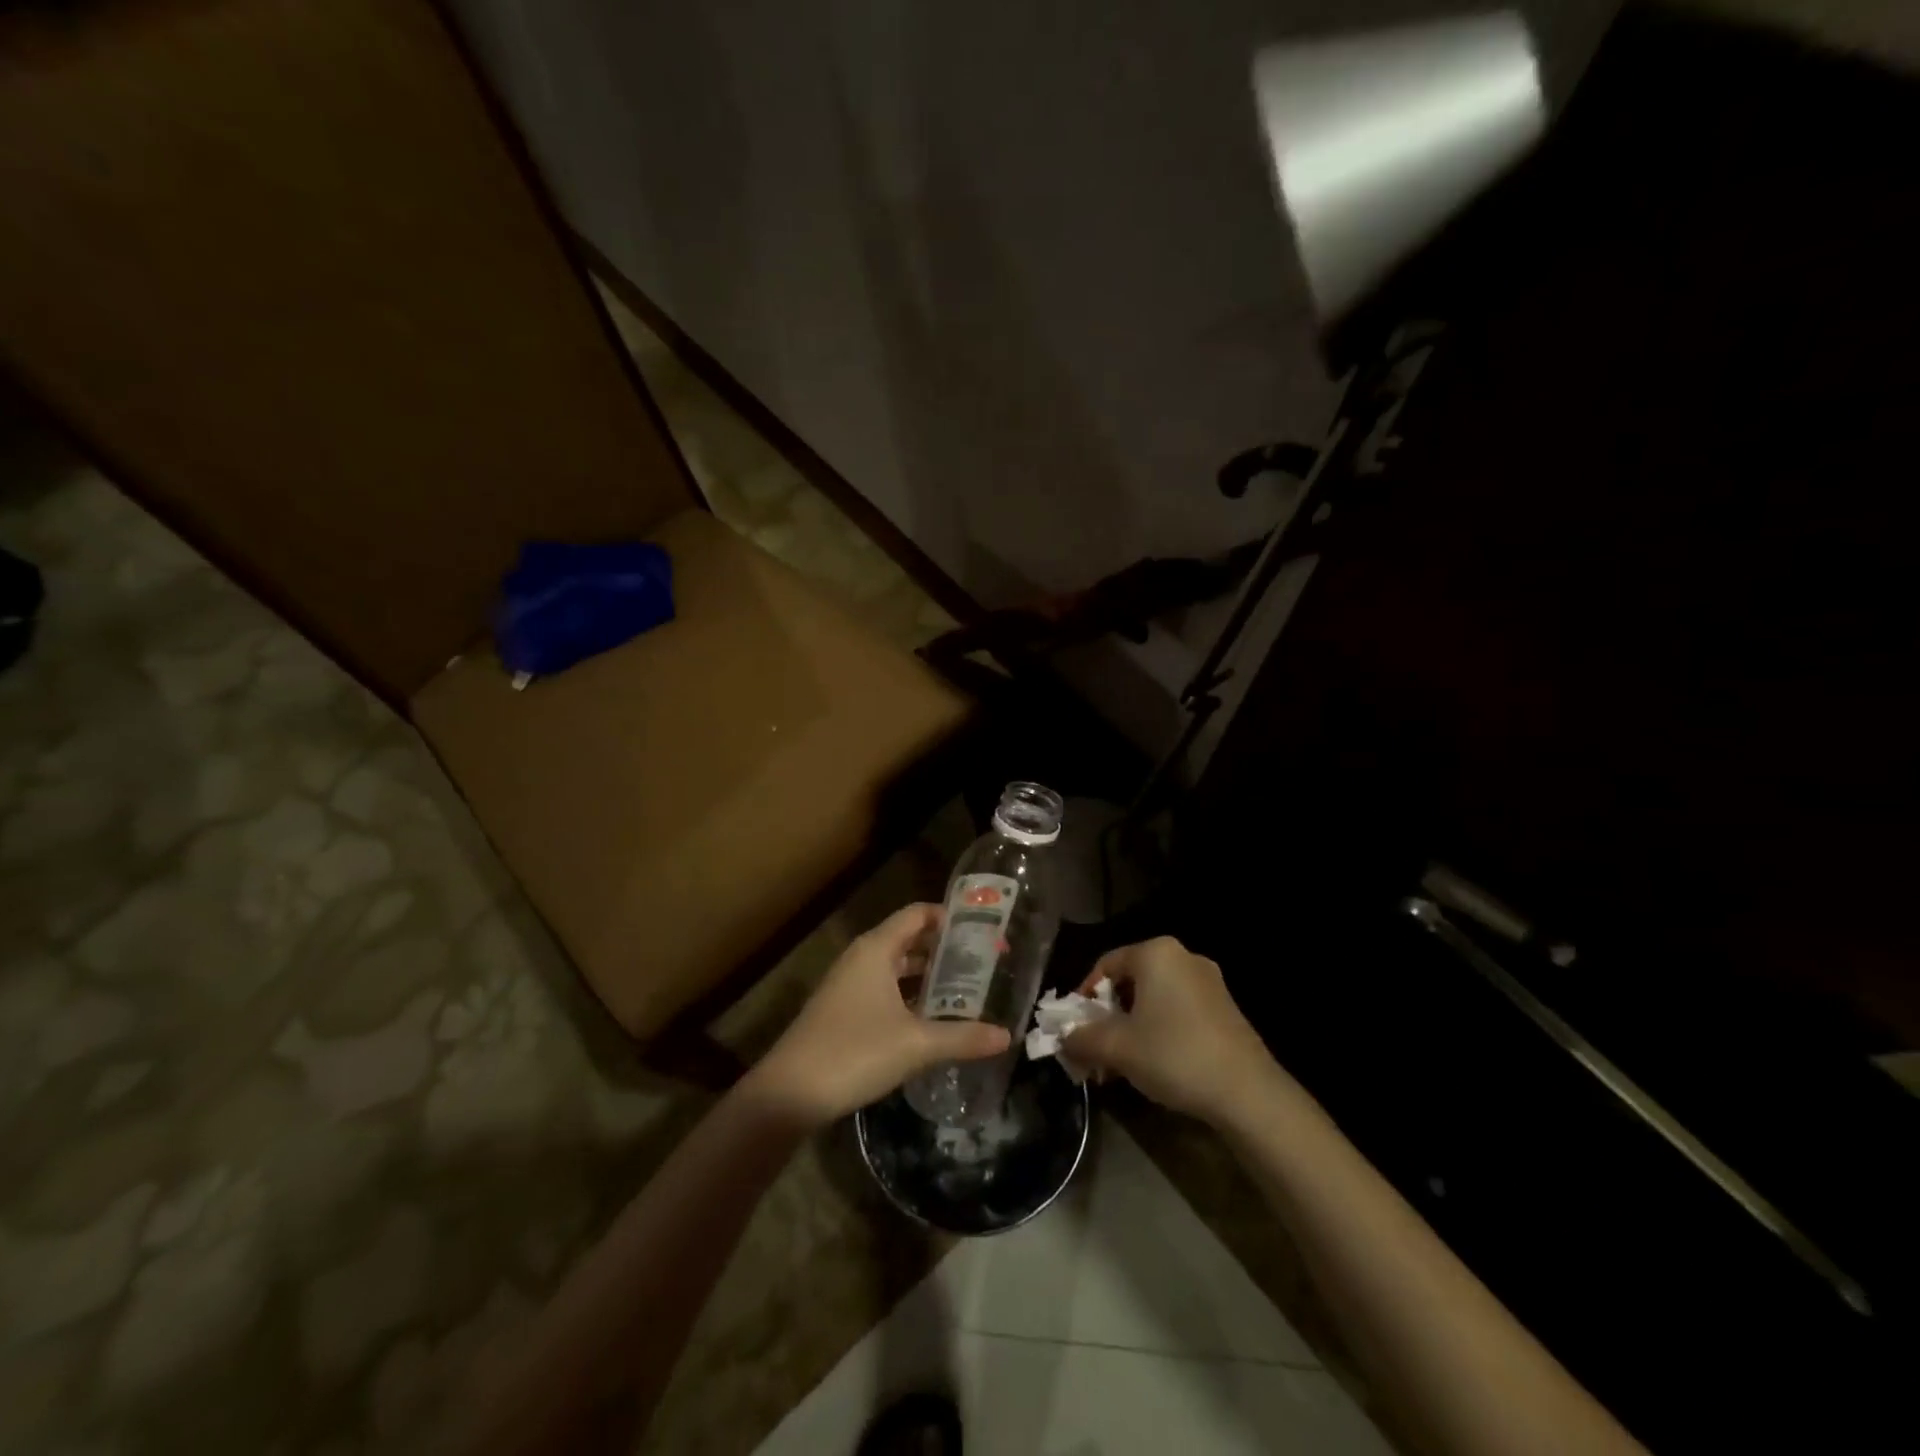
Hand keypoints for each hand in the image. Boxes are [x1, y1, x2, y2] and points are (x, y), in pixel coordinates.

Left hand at [749, 903, 1011, 1124]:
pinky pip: (885, 990)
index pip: (918, 914)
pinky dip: (910, 996)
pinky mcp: (844, 1010)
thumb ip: (963, 1037)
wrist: (790, 1092)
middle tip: (985, 963)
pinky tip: (933, 1020)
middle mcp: (862, 958)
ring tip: (968, 991)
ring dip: (929, 976)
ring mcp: (849, 984)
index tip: (984, 932)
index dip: (951, 918)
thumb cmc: (855, 1052)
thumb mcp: (916, 1045)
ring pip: (897, 967)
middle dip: (946, 950)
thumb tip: (1007, 1035)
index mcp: (877, 949)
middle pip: (910, 939)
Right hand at [1061, 936, 1276, 1123]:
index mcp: (1156, 953)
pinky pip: (1178, 1010)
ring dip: (1132, 1026)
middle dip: (1108, 1016)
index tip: (1076, 1028)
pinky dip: (1159, 1029)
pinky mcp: (1225, 1008)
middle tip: (1096, 1049)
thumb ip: (1081, 1038)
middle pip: (1131, 981)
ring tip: (1122, 1063)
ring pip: (1155, 998)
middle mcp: (1183, 957)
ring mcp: (1209, 982)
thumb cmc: (1174, 1055)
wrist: (1247, 1093)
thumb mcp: (1117, 1048)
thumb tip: (1063, 1038)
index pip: (1106, 965)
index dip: (1084, 996)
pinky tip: (1155, 1063)